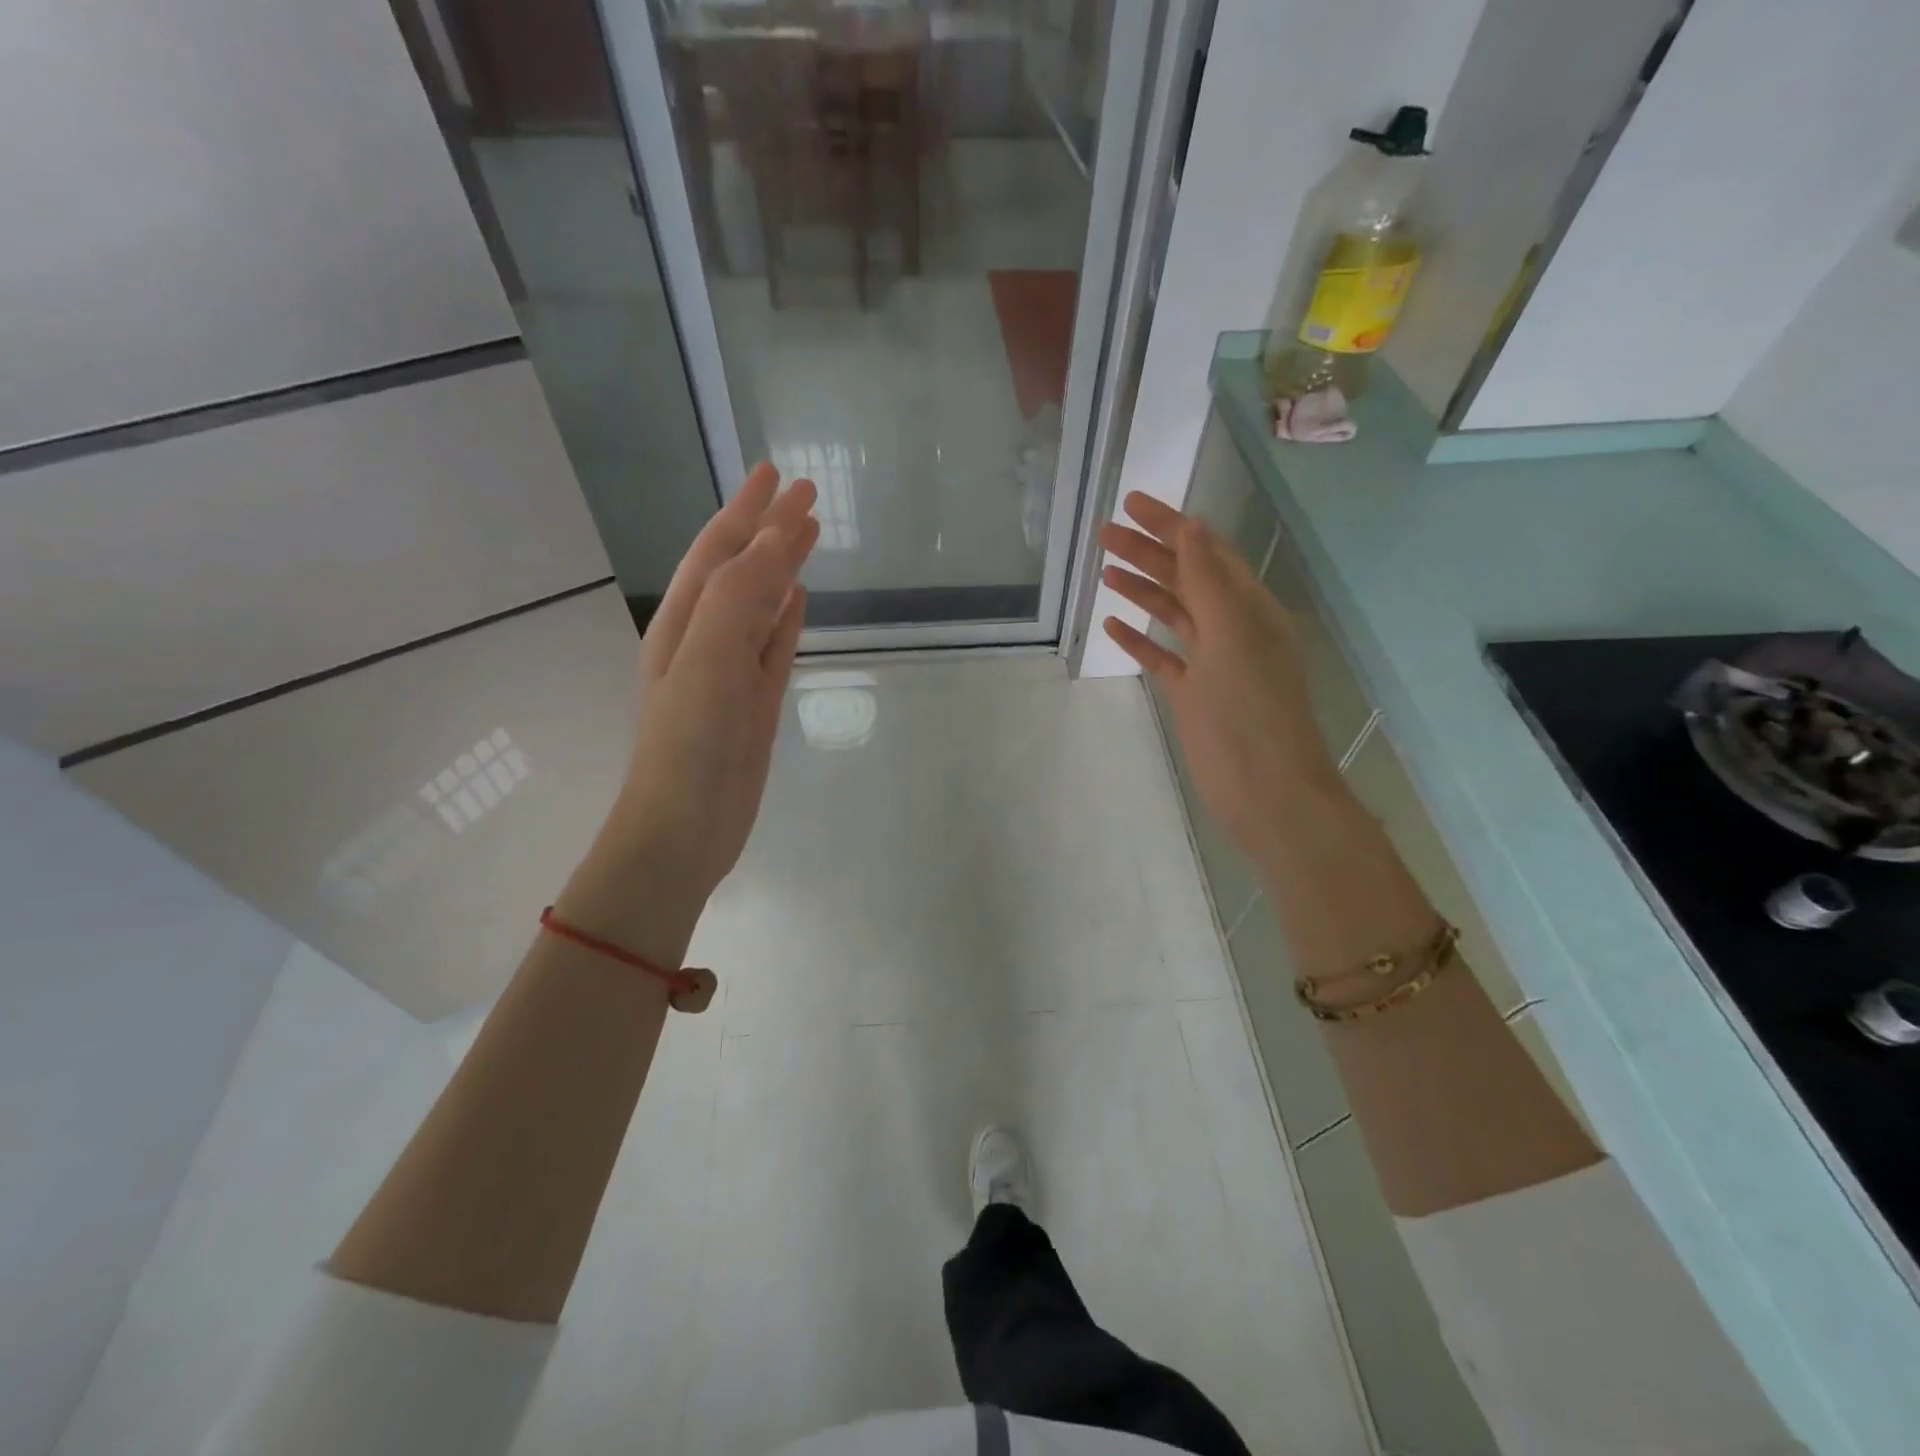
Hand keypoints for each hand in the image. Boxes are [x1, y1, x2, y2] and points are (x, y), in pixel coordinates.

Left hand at [559, 465, 817, 959]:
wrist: (685, 828)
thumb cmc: (690, 742)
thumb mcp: (710, 657)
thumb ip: (742, 596)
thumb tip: (778, 541)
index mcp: (685, 621)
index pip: (720, 549)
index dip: (748, 510)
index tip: (779, 473)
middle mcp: (705, 638)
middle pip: (742, 569)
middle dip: (770, 528)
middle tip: (806, 493)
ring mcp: (732, 672)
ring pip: (762, 604)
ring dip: (782, 568)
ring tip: (808, 535)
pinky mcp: (755, 703)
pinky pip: (774, 646)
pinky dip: (787, 619)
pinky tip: (800, 601)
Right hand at [1097, 492, 1338, 871]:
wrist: (1264, 789)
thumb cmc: (1250, 710)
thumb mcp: (1231, 636)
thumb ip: (1208, 581)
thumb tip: (1190, 526)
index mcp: (1249, 608)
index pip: (1206, 553)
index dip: (1171, 525)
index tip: (1132, 503)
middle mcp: (1232, 628)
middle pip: (1185, 578)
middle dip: (1148, 552)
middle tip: (1104, 533)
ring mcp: (1211, 663)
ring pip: (1172, 614)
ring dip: (1141, 589)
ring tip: (1105, 569)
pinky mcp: (1193, 694)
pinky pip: (1162, 657)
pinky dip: (1139, 640)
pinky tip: (1113, 626)